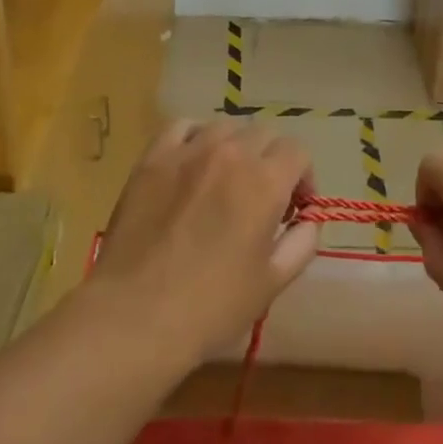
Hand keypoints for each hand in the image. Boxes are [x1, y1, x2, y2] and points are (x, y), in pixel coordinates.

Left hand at [88, 121, 322, 366]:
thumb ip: (301, 243)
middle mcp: (230, 154)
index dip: (303, 176)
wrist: (135, 316)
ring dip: (235, 147)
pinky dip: (195, 137)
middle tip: (261, 198)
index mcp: (265, 182)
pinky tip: (192, 162)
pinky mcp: (152, 159)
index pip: (297, 151)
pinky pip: (181, 127)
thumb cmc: (211, 306)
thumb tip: (307, 219)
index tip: (294, 207)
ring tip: (226, 179)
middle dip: (271, 161)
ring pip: (224, 126)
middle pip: (263, 133)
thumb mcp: (272, 282)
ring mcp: (187, 152)